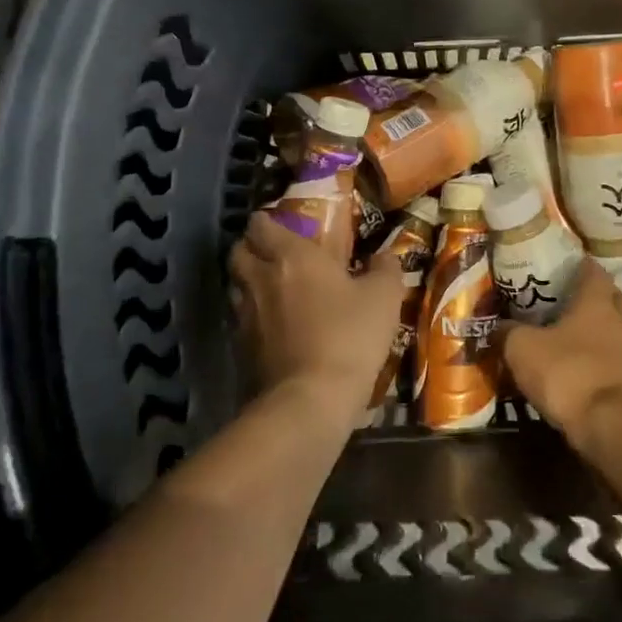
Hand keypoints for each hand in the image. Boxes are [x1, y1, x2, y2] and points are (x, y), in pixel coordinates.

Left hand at [229, 213, 405, 422]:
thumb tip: (385, 256)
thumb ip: (385, 269)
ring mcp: (245, 316)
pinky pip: (241, 321)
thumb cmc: (349, 336)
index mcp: (292, 256)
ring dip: (250, 282)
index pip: (262, 225)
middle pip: (239, 252)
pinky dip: (253, 318)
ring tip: (275, 291)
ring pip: (237, 286)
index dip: (267, 221)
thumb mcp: (383, 298)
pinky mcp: (240, 349)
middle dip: (252, 248)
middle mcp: (260, 279)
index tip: (282, 224)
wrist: (311, 400)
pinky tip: (275, 328)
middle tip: (275, 255)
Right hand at [500, 260, 621, 441]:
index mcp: (596, 304)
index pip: (594, 273)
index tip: (574, 265)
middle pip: (619, 300)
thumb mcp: (524, 351)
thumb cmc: (570, 374)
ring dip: (616, 335)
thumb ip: (509, 334)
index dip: (584, 267)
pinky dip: (621, 368)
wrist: (620, 427)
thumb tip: (497, 325)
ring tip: (593, 344)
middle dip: (604, 299)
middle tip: (582, 305)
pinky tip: (605, 377)